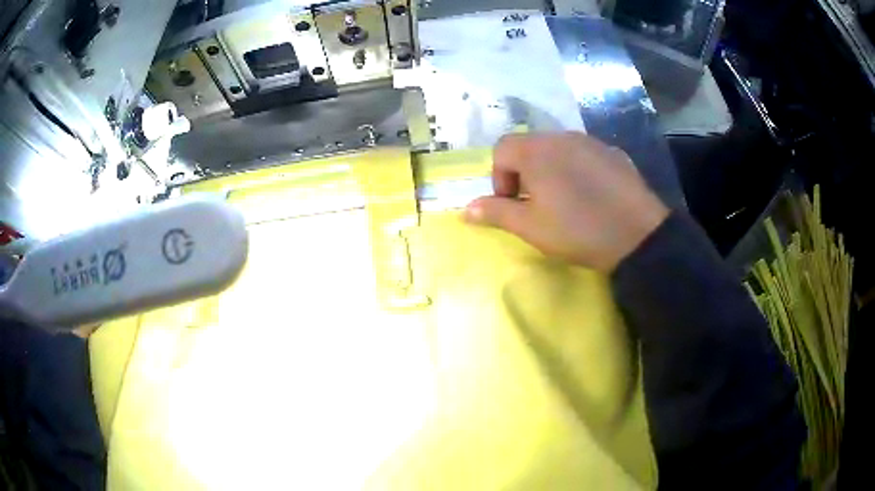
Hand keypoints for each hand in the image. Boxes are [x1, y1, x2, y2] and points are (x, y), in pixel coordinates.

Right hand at [465, 132, 669, 273]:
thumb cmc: (577, 230)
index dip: (499, 177)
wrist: (638, 235)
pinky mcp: (613, 153)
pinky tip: (591, 196)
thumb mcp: (531, 227)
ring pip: (558, 149)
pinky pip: (584, 155)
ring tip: (565, 201)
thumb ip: (496, 213)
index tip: (513, 204)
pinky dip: (577, 169)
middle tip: (536, 204)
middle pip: (530, 147)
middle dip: (524, 173)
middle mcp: (562, 137)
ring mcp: (591, 142)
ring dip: (551, 170)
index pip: (502, 149)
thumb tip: (465, 210)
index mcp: (537, 151)